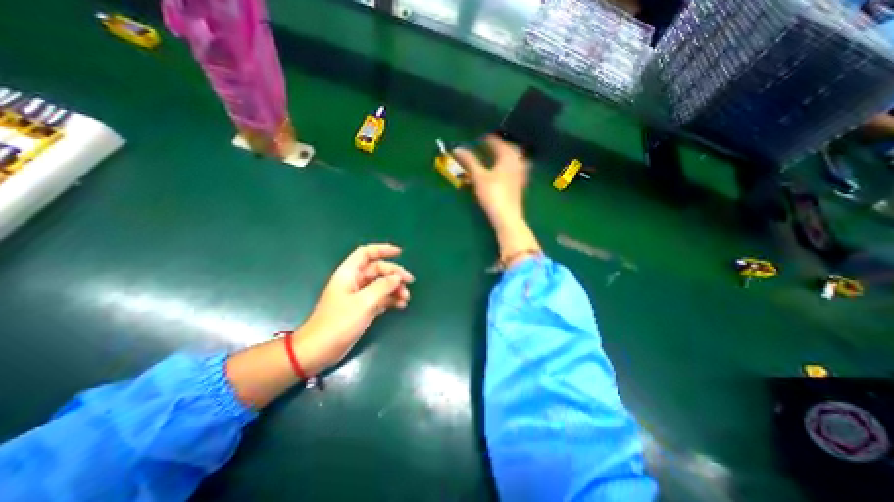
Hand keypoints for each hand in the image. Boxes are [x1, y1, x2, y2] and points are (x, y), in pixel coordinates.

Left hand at [297, 243, 414, 375]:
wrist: (319, 350)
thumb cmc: (339, 323)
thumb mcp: (364, 303)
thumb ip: (383, 287)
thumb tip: (398, 277)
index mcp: (349, 274)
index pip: (366, 253)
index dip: (382, 250)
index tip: (400, 252)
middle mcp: (354, 281)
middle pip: (377, 270)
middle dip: (394, 274)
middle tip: (409, 282)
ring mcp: (357, 296)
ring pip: (380, 285)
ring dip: (394, 288)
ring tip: (406, 298)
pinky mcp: (360, 308)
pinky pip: (379, 298)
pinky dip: (390, 299)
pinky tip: (400, 305)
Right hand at [454, 134, 528, 225]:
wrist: (506, 215)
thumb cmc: (493, 193)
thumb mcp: (479, 176)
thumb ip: (469, 161)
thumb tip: (458, 149)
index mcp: (508, 156)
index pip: (497, 142)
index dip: (488, 140)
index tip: (480, 139)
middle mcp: (517, 162)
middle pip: (510, 148)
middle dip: (500, 146)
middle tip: (490, 146)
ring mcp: (521, 173)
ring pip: (515, 159)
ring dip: (506, 155)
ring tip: (498, 156)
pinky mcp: (520, 184)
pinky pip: (516, 168)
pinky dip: (510, 166)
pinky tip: (505, 171)